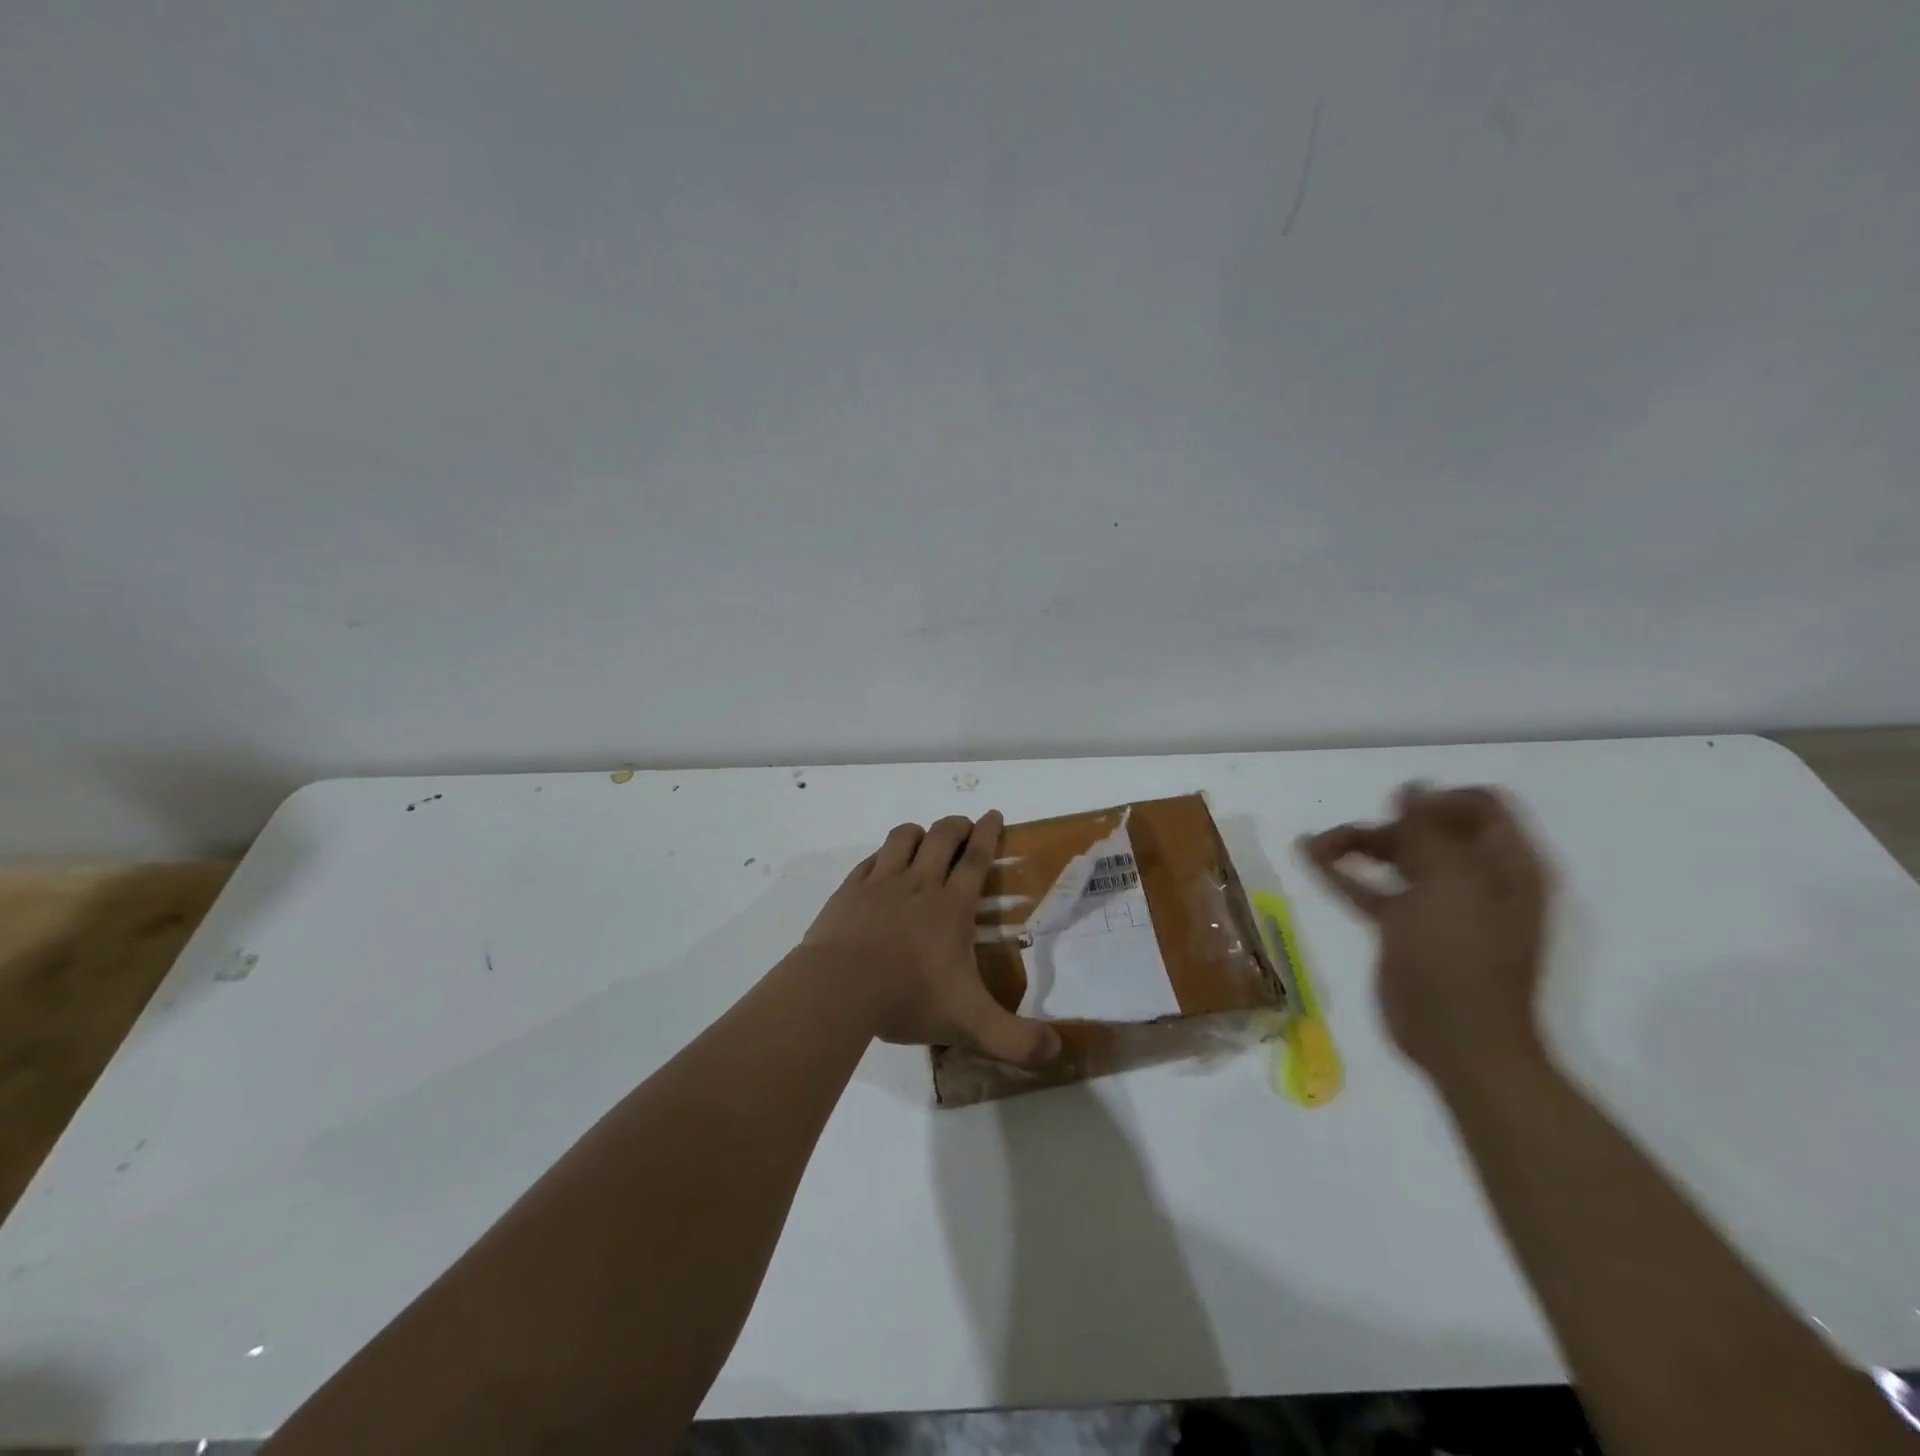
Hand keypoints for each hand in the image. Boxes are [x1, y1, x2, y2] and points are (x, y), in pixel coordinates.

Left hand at [802, 812, 1060, 1066]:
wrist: (838, 989)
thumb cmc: (907, 998)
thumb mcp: (970, 1024)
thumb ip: (1015, 1040)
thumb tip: (1057, 1050)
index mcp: (951, 907)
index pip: (976, 858)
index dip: (988, 833)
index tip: (994, 814)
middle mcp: (918, 885)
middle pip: (942, 836)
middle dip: (957, 825)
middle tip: (965, 827)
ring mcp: (880, 884)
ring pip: (903, 838)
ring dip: (918, 832)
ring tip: (924, 839)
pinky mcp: (849, 891)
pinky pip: (871, 860)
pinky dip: (883, 855)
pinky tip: (882, 866)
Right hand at [1297, 784, 1553, 1087]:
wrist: (1459, 1044)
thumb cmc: (1463, 960)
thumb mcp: (1452, 886)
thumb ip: (1431, 833)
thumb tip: (1412, 789)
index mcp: (1506, 866)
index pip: (1481, 807)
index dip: (1439, 799)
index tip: (1400, 811)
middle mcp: (1477, 878)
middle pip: (1429, 829)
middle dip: (1387, 824)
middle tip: (1347, 836)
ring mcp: (1440, 904)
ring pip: (1396, 857)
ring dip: (1357, 844)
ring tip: (1316, 843)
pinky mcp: (1405, 928)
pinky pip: (1372, 889)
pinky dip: (1342, 873)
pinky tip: (1309, 857)